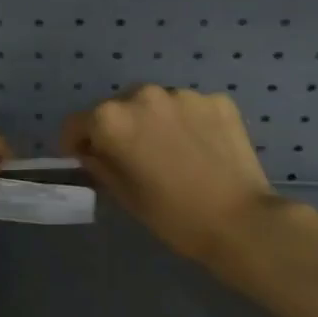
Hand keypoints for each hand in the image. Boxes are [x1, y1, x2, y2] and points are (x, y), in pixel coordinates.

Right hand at [62, 85, 317, 270]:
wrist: (241, 222)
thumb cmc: (173, 215)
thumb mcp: (124, 195)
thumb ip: (100, 165)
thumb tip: (92, 151)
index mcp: (112, 120)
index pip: (77, 123)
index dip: (76, 143)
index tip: (86, 159)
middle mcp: (143, 95)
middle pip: (118, 107)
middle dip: (119, 128)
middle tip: (133, 157)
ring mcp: (183, 94)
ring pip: (155, 104)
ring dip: (153, 122)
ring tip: (170, 152)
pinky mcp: (217, 100)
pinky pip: (189, 108)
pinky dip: (187, 122)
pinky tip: (199, 149)